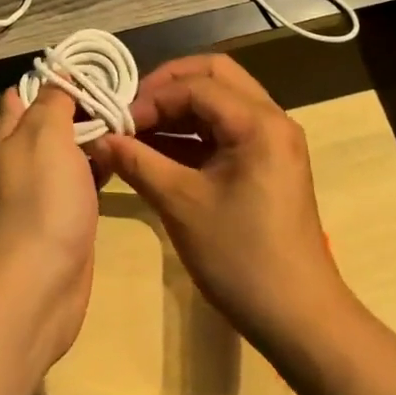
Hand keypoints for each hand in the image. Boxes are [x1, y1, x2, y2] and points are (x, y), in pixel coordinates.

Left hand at [0, 86, 100, 366]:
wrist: (39, 283)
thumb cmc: (41, 201)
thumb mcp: (44, 136)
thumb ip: (52, 103)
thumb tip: (58, 75)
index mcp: (9, 135)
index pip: (25, 93)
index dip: (55, 77)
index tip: (93, 67)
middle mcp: (22, 159)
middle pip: (51, 121)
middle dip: (82, 105)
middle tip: (125, 92)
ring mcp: (45, 190)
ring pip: (71, 151)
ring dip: (96, 135)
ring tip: (133, 118)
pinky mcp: (66, 215)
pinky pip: (84, 180)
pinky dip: (102, 165)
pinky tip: (128, 158)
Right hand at [86, 55, 343, 349]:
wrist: (297, 317)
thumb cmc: (240, 257)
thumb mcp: (180, 204)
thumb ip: (137, 162)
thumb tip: (98, 138)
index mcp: (258, 123)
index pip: (196, 86)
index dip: (152, 98)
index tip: (117, 122)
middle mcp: (271, 120)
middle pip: (214, 77)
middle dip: (168, 87)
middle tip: (131, 110)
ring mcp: (271, 142)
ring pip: (220, 102)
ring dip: (179, 109)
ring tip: (136, 130)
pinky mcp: (265, 163)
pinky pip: (224, 129)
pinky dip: (191, 133)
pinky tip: (157, 150)